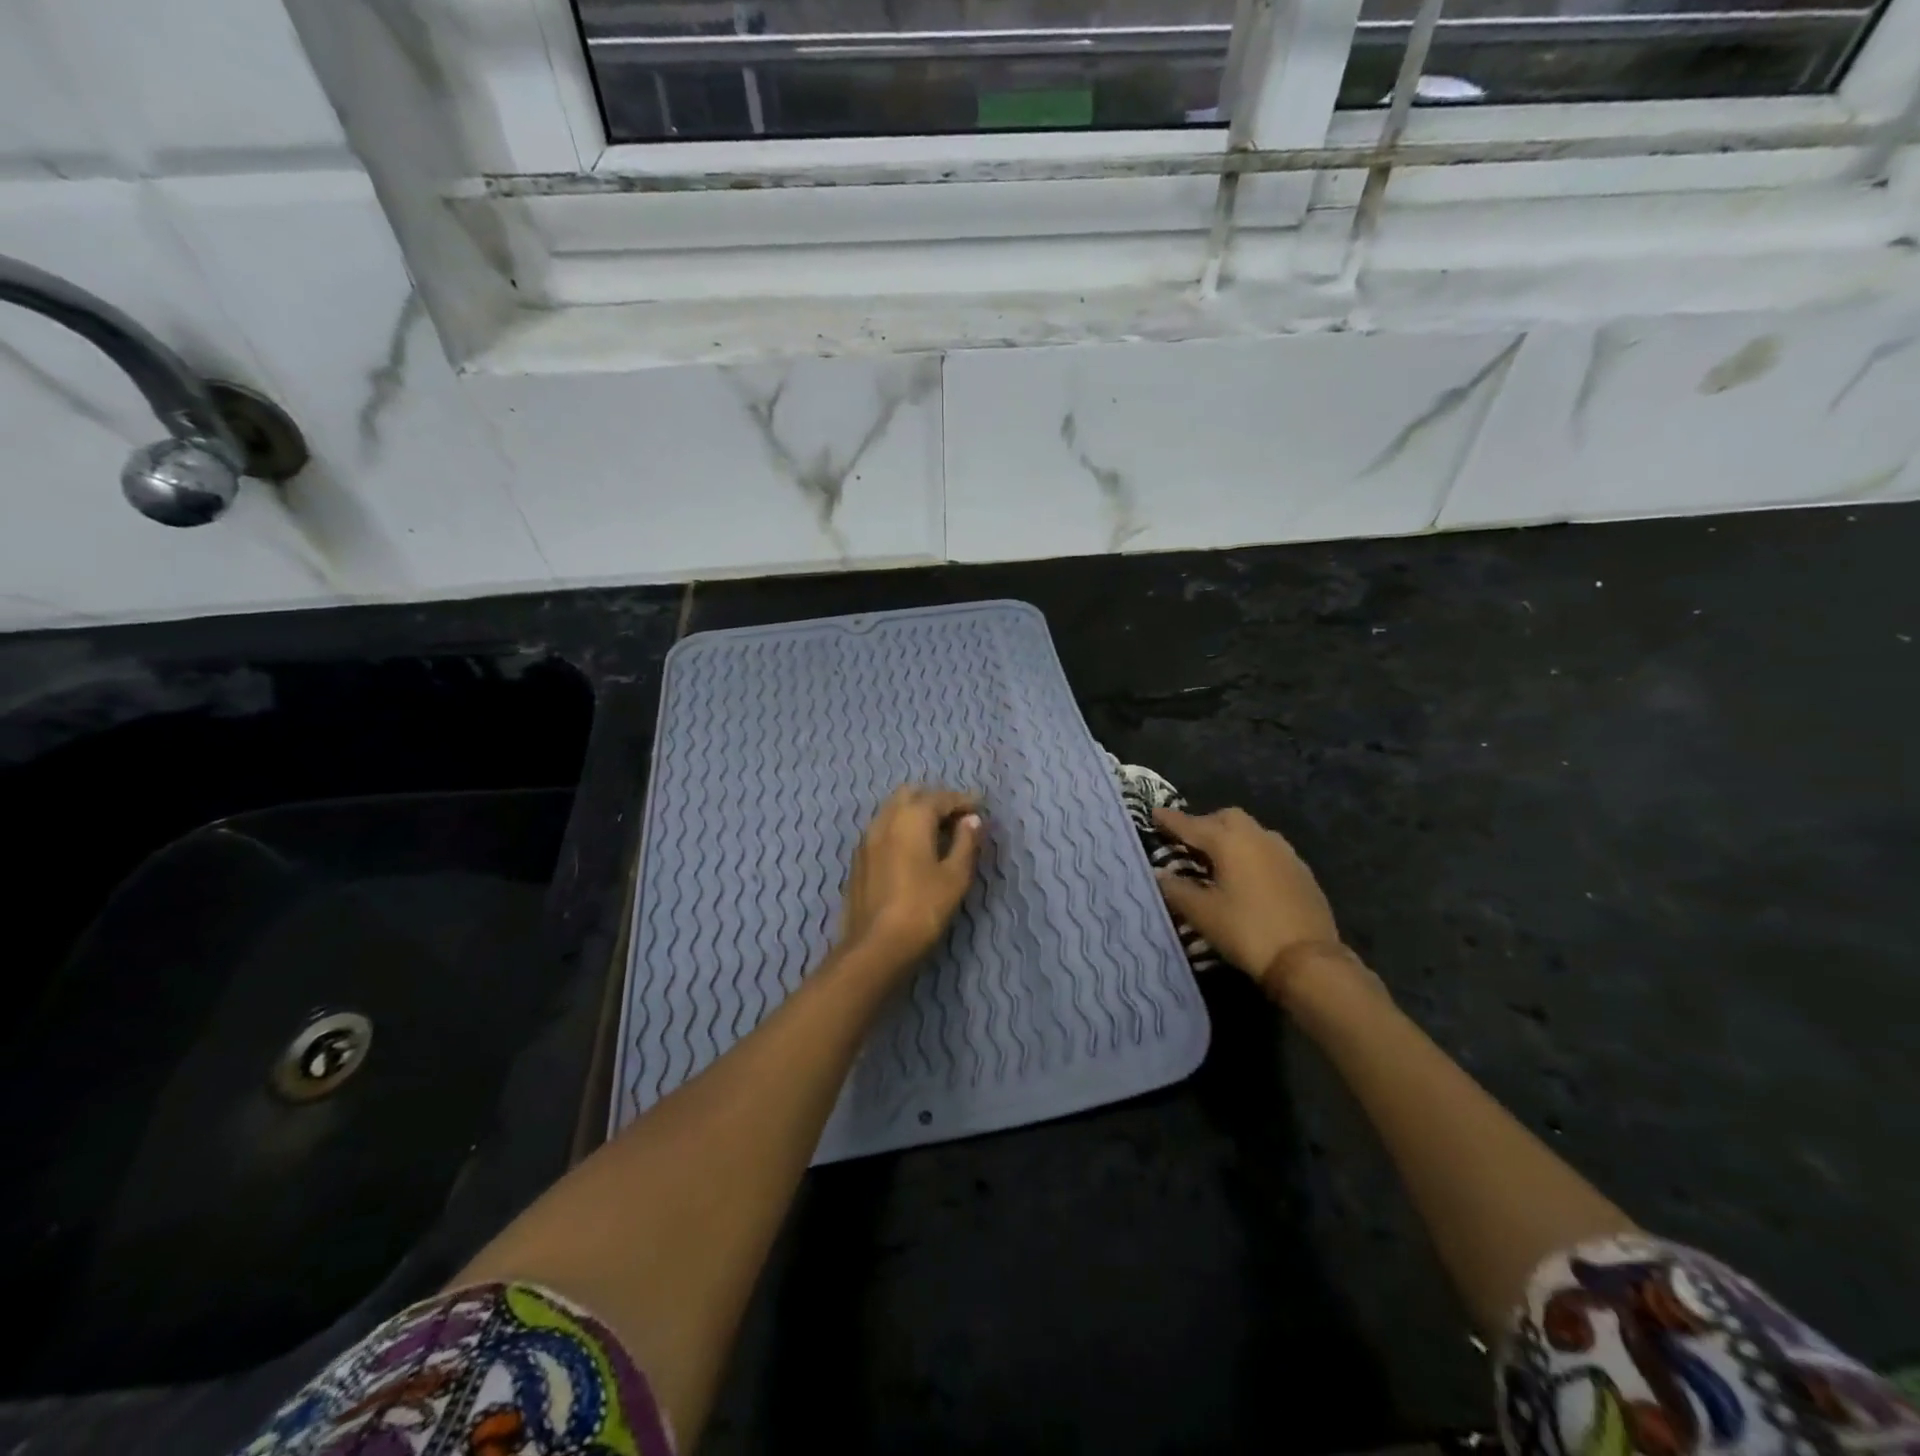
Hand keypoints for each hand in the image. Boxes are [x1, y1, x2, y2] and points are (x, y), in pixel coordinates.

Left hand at [837, 785, 983, 970]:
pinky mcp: (859, 859)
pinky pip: (882, 829)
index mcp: (911, 818)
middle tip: (957, 817)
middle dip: (935, 800)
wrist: (876, 946)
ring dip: (915, 813)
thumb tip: (971, 820)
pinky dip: (900, 828)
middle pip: (911, 795)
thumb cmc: (923, 908)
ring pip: (892, 810)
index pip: (940, 797)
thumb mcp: (955, 876)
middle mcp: (885, 819)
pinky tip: (912, 849)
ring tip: (937, 833)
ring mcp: (867, 838)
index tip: (979, 806)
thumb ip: (966, 842)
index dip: (962, 800)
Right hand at [1153, 806, 1370, 1003]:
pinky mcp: (1301, 871)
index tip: (1154, 812)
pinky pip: (1268, 850)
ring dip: (1231, 838)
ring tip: (1217, 859)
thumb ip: (1176, 889)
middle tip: (1189, 842)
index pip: (1192, 825)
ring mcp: (1284, 852)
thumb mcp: (1202, 913)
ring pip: (1251, 831)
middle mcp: (1258, 837)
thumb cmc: (1247, 931)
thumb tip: (1159, 873)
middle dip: (1205, 823)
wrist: (1307, 960)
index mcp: (1230, 842)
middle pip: (1226, 818)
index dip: (1170, 820)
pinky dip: (1251, 854)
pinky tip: (1247, 876)